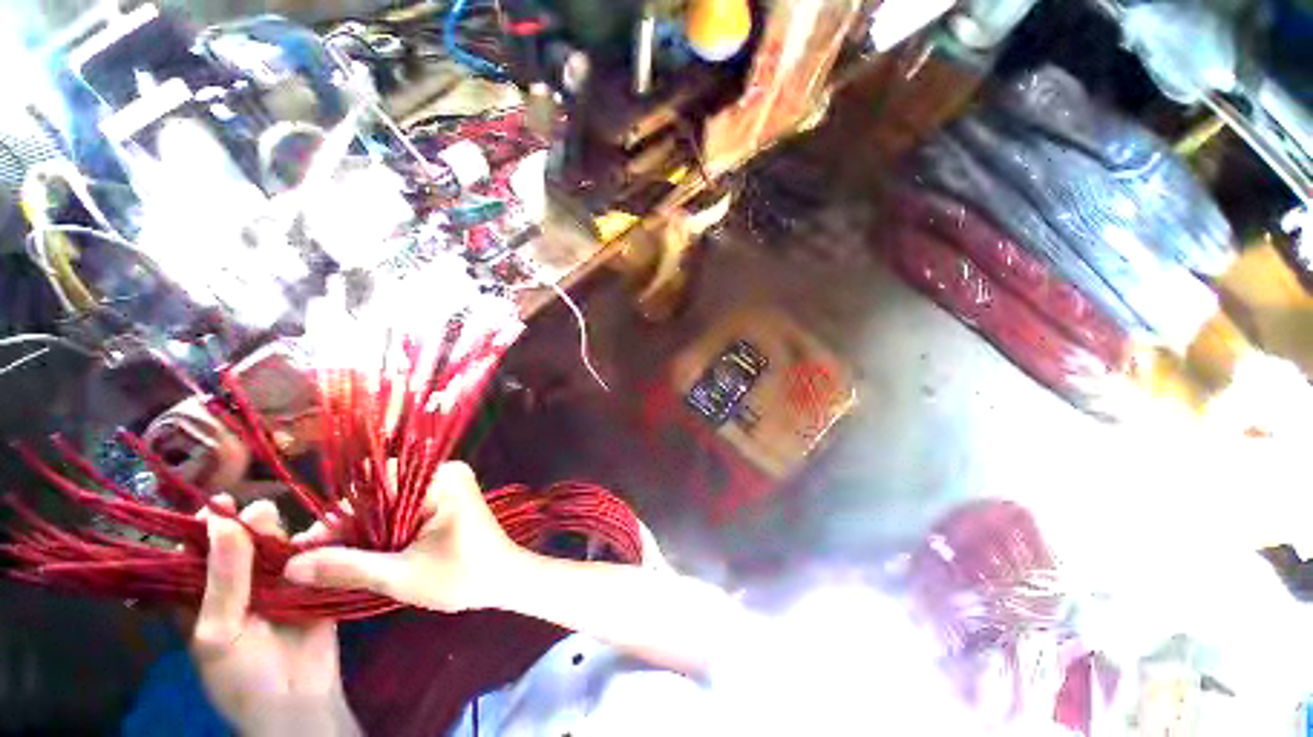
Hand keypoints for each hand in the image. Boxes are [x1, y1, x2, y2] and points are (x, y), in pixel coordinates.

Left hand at [192, 497, 358, 735]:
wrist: (298, 701)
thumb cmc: (242, 676)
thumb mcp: (218, 633)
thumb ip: (222, 579)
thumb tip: (222, 520)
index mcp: (202, 595)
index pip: (195, 551)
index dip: (204, 526)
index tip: (219, 503)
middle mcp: (238, 582)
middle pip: (241, 542)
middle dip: (248, 525)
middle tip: (260, 514)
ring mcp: (277, 581)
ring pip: (278, 546)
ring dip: (283, 533)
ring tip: (288, 526)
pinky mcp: (312, 582)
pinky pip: (313, 557)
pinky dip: (318, 542)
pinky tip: (324, 533)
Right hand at [283, 462, 525, 612]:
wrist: (503, 579)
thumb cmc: (461, 576)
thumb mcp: (401, 576)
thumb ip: (347, 567)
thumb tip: (291, 566)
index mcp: (441, 478)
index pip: (376, 481)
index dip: (339, 513)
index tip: (309, 546)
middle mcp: (444, 472)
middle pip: (381, 490)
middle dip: (349, 525)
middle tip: (316, 560)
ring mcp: (446, 483)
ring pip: (389, 500)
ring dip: (363, 529)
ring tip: (333, 562)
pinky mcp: (445, 498)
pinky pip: (403, 506)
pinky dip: (382, 528)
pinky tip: (363, 554)